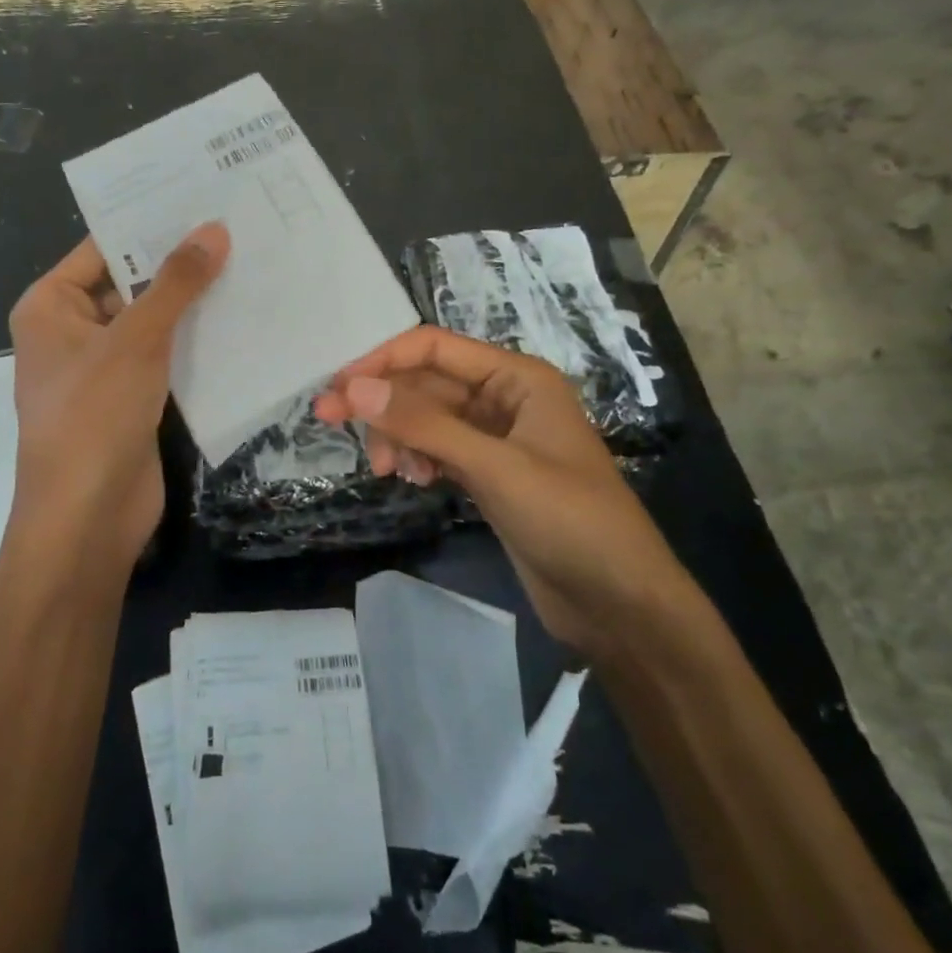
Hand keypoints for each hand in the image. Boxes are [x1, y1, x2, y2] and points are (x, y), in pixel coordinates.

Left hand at [4, 222, 230, 586]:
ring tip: (249, 262)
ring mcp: (103, 366)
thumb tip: (214, 229)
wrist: (87, 518)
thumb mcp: (135, 340)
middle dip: (179, 263)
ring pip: (153, 321)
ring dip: (193, 303)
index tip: (202, 196)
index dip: (150, 224)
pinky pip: (166, 356)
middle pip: (130, 283)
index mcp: (51, 305)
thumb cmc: (94, 416)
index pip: (103, 248)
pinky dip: (196, 341)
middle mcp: (72, 330)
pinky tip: (242, 319)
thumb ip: (175, 283)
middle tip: (237, 226)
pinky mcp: (132, 397)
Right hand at [314, 327, 692, 651]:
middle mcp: (504, 398)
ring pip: (427, 419)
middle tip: (331, 423)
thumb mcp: (493, 466)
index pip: (434, 348)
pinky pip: (437, 450)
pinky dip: (417, 458)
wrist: (621, 604)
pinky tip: (412, 480)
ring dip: (398, 435)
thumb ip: (423, 424)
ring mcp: (496, 439)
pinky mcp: (489, 475)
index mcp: (516, 377)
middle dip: (382, 403)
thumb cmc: (569, 519)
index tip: (337, 388)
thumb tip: (352, 388)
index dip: (382, 361)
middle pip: (425, 384)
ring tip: (385, 469)